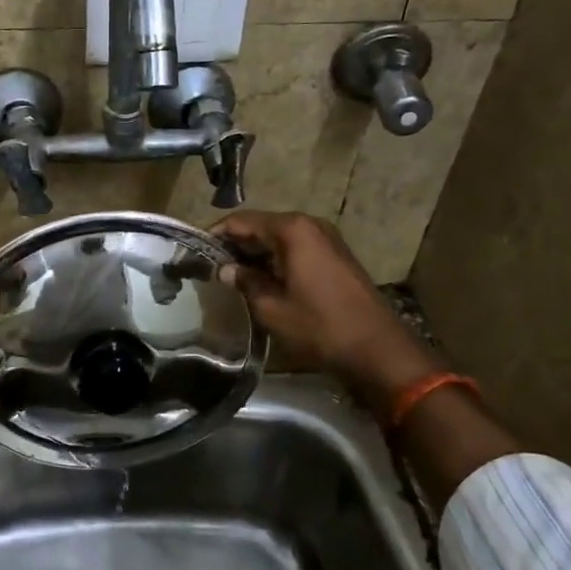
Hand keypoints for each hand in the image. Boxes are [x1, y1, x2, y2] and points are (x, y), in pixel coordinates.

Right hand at [210, 211, 436, 408]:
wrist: (376, 348)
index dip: (216, 234)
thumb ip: (245, 282)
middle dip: (235, 244)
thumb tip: (225, 269)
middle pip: (260, 226)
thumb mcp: (271, 307)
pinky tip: (261, 281)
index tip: (194, 251)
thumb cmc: (318, 325)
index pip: (241, 221)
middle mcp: (309, 225)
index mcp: (291, 230)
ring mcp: (325, 239)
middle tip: (209, 266)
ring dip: (255, 254)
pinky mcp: (334, 256)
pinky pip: (295, 249)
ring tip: (230, 276)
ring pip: (278, 239)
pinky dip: (275, 260)